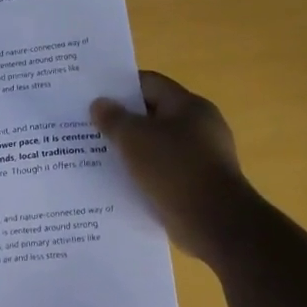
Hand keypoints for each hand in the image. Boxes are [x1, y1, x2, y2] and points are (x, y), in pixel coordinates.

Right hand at [91, 71, 253, 262]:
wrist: (216, 223)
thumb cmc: (175, 169)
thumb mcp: (134, 138)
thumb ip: (113, 118)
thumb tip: (99, 104)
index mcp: (189, 106)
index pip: (149, 84)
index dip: (120, 87)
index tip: (93, 96)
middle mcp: (199, 127)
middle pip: (153, 115)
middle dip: (122, 121)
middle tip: (89, 127)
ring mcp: (201, 158)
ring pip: (157, 146)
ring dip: (131, 151)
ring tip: (98, 156)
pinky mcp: (198, 185)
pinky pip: (164, 172)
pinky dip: (144, 174)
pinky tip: (120, 182)